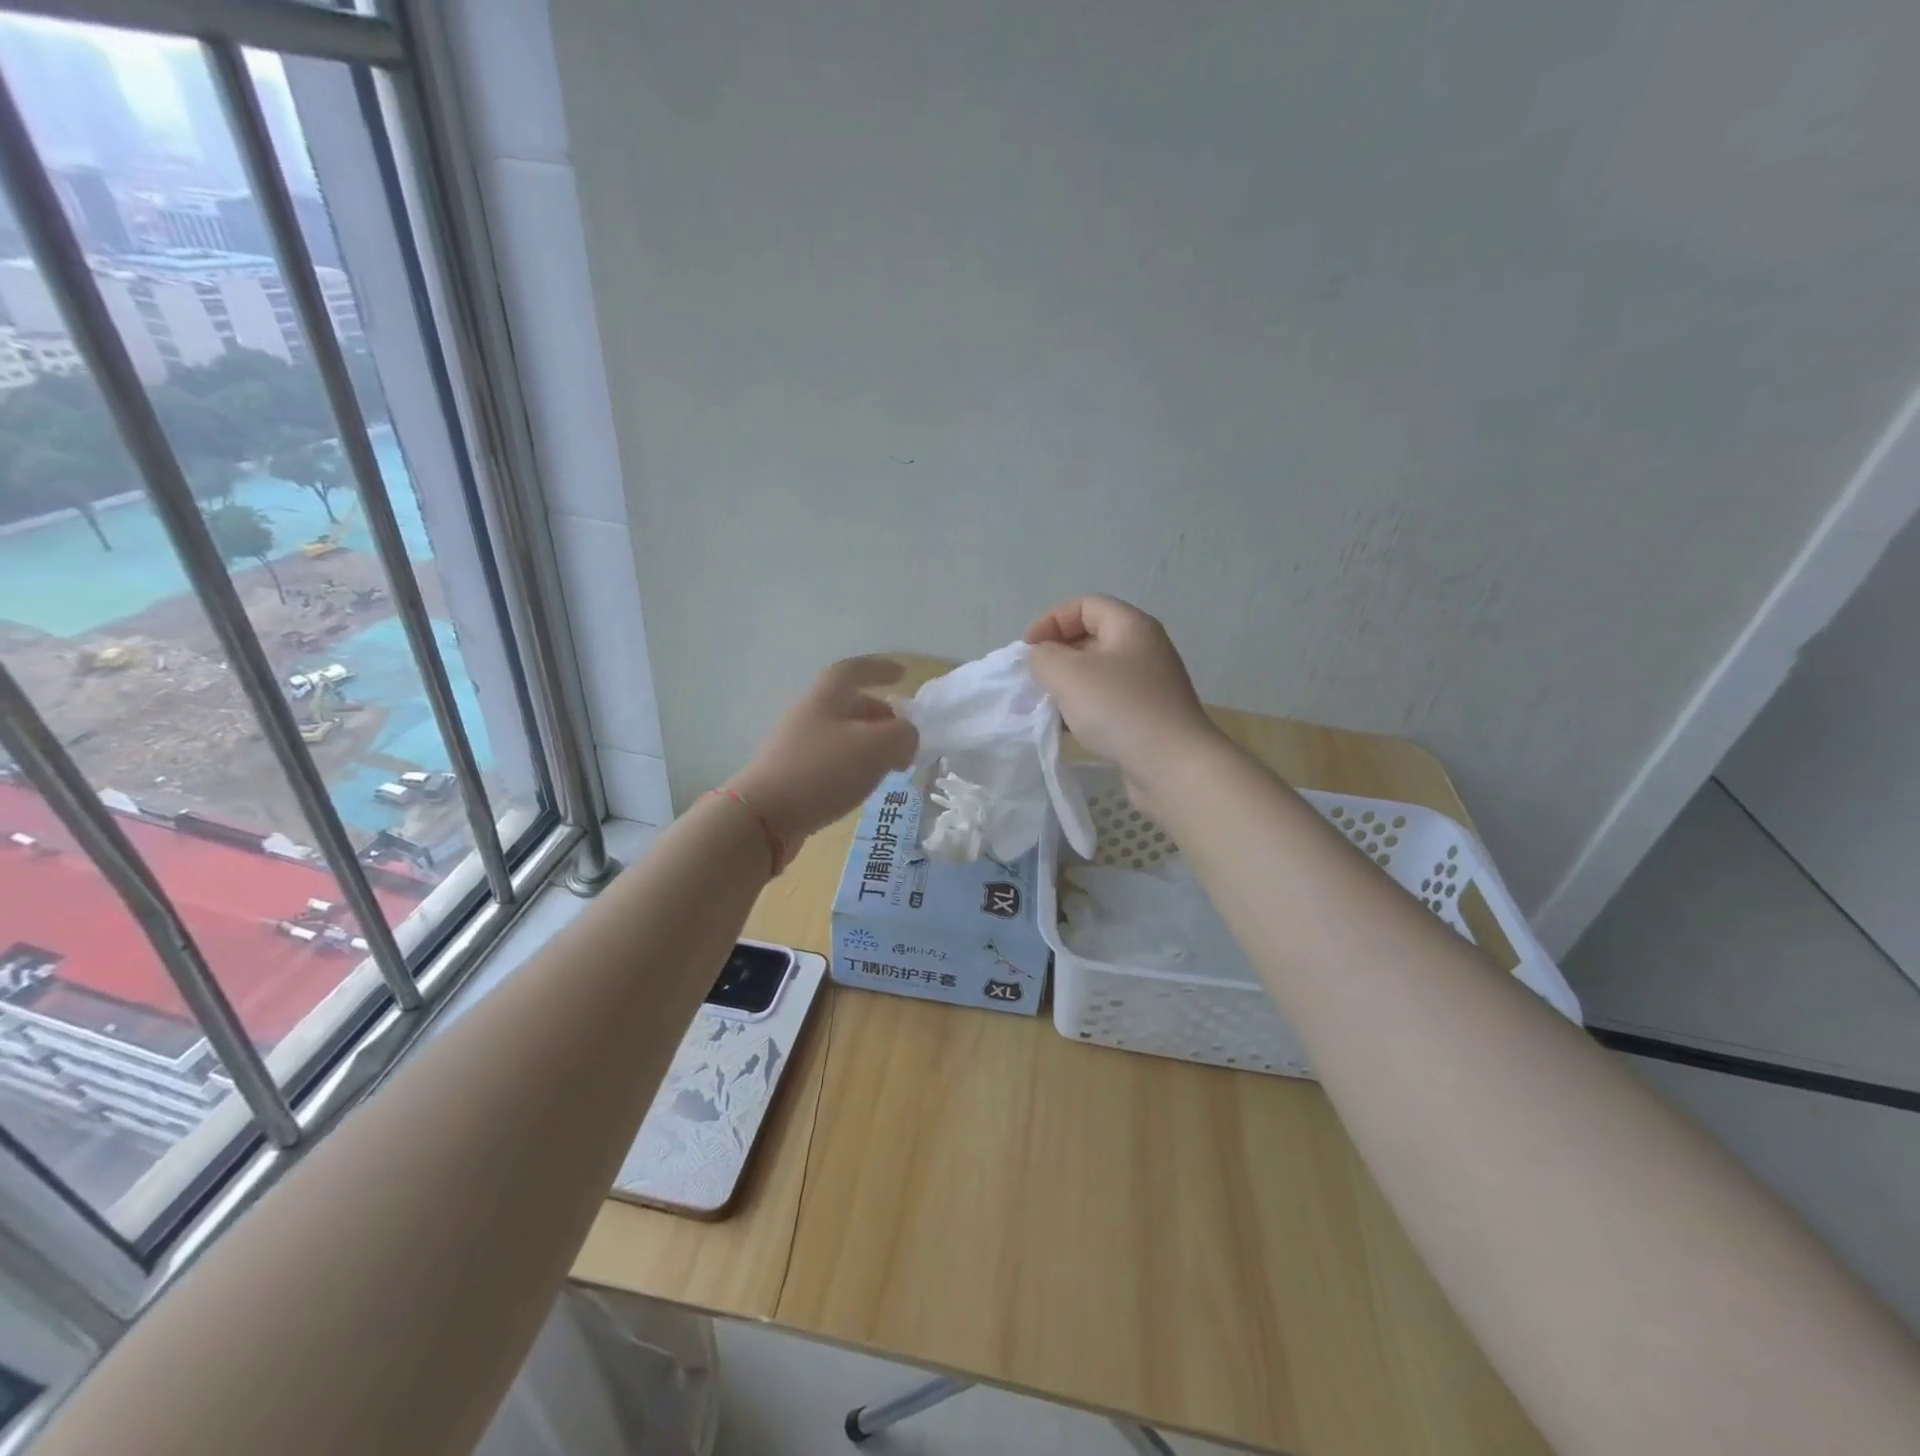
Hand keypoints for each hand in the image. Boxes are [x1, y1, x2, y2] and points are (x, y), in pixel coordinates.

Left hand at [725, 656, 918, 848]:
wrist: (762, 817)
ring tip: (890, 763)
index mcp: (826, 698)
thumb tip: (906, 737)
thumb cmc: (822, 771)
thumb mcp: (876, 747)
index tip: (902, 674)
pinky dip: (853, 765)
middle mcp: (808, 716)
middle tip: (903, 733)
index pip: (853, 670)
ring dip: (868, 743)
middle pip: (847, 704)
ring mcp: (796, 747)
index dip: (879, 668)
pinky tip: (862, 786)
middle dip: (879, 714)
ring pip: (840, 735)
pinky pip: (830, 760)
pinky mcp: (792, 776)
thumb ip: (902, 735)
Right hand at [1024, 595, 1221, 807]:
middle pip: (1092, 637)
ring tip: (1049, 706)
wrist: (1172, 765)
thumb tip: (1044, 658)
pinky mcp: (1150, 716)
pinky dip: (1086, 708)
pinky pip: (1109, 701)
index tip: (1028, 650)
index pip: (1085, 605)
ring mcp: (1150, 684)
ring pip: (1099, 673)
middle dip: (1058, 654)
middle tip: (1036, 679)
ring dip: (1070, 685)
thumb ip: (1043, 657)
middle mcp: (1145, 649)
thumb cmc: (1118, 709)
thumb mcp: (1067, 674)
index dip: (1051, 620)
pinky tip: (1070, 729)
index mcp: (1131, 626)